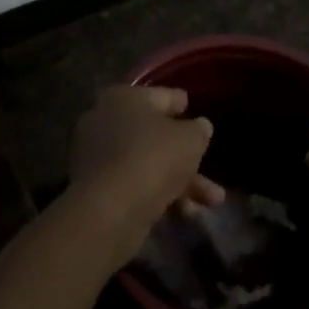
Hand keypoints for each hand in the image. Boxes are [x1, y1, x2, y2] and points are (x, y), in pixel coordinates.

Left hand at [67, 86, 222, 263]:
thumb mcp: (191, 139)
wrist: (110, 210)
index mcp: (124, 97)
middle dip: (188, 156)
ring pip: (148, 164)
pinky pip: (135, 184)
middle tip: (209, 166)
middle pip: (155, 135)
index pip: (162, 96)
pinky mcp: (95, 188)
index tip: (196, 113)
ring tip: (213, 202)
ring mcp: (97, 156)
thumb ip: (199, 130)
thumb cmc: (153, 158)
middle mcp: (104, 121)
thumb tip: (199, 127)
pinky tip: (185, 212)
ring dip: (182, 182)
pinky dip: (159, 194)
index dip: (182, 105)